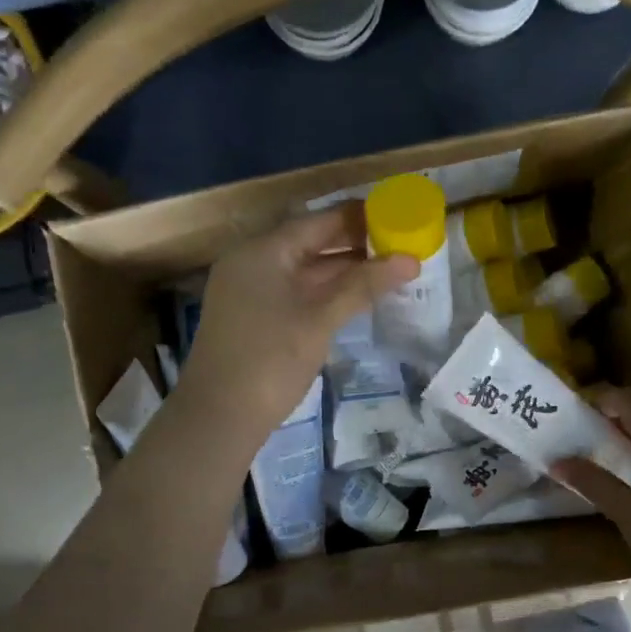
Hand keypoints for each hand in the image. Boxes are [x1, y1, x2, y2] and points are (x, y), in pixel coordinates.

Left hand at [179, 206, 416, 438]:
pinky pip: (296, 293)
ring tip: (388, 271)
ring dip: (343, 271)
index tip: (397, 215)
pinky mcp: (254, 319)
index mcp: (262, 251)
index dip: (358, 217)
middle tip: (400, 245)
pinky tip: (355, 299)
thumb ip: (363, 286)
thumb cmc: (270, 360)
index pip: (317, 221)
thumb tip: (411, 261)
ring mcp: (251, 292)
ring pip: (304, 271)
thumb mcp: (320, 320)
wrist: (220, 416)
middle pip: (310, 243)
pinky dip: (325, 292)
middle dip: (354, 245)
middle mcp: (253, 263)